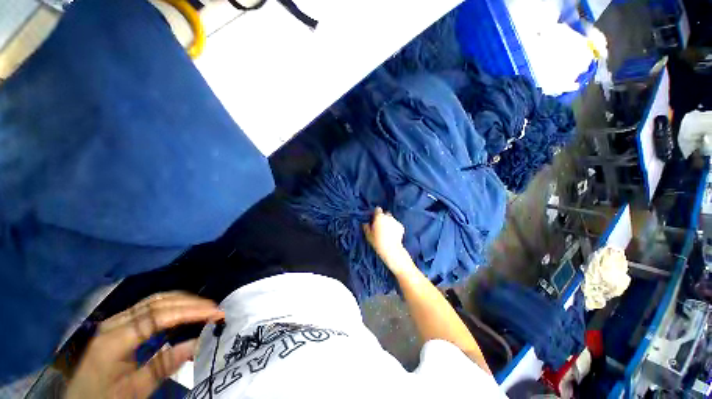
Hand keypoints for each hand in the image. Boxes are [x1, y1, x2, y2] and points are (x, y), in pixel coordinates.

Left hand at [65, 292, 223, 398]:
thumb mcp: (134, 390)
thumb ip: (164, 365)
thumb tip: (198, 342)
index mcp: (115, 340)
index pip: (159, 316)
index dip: (191, 311)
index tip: (216, 313)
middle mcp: (114, 323)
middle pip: (157, 302)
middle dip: (190, 302)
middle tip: (215, 308)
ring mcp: (115, 321)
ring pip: (154, 300)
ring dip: (182, 301)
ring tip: (204, 307)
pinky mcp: (118, 324)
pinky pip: (148, 308)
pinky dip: (170, 305)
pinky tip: (182, 311)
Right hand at [363, 207, 406, 262]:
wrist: (391, 249)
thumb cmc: (377, 241)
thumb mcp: (368, 235)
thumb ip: (366, 226)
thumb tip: (365, 223)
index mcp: (379, 217)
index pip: (378, 209)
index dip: (376, 213)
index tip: (375, 218)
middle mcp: (388, 217)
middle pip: (386, 214)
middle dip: (384, 217)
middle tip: (381, 225)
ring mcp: (396, 221)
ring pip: (392, 219)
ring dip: (389, 222)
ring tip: (388, 231)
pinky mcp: (401, 226)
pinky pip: (396, 225)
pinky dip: (395, 228)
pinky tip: (393, 234)